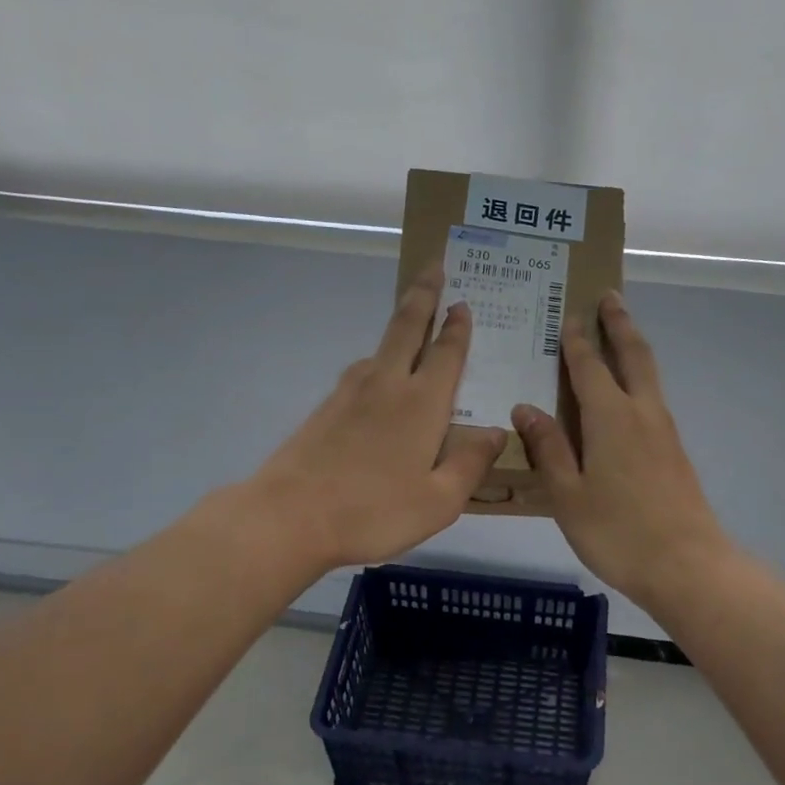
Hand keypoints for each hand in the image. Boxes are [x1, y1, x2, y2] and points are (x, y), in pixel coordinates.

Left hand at [249, 269, 504, 570]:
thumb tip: (497, 432)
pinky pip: (362, 372)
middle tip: (434, 267)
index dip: (457, 327)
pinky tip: (379, 380)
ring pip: (380, 348)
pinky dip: (379, 361)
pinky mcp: (325, 409)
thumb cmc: (373, 512)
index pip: (446, 353)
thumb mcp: (438, 502)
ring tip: (413, 324)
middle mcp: (387, 385)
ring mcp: (349, 393)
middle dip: (423, 295)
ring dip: (399, 327)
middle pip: (407, 327)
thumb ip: (470, 464)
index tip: (462, 302)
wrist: (288, 517)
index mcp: (422, 403)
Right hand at [513, 291, 733, 606]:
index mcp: (611, 418)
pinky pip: (653, 399)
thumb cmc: (618, 532)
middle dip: (619, 324)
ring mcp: (664, 432)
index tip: (568, 315)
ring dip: (634, 347)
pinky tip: (629, 395)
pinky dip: (640, 379)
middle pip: (633, 356)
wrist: (686, 565)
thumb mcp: (568, 495)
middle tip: (609, 297)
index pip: (589, 367)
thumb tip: (526, 408)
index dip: (576, 341)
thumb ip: (548, 449)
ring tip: (620, 333)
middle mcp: (642, 413)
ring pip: (649, 375)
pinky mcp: (675, 452)